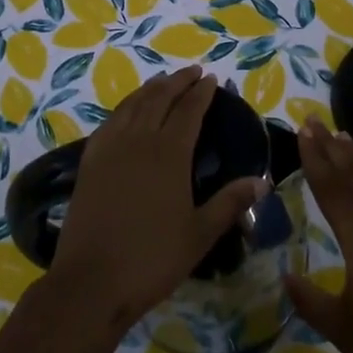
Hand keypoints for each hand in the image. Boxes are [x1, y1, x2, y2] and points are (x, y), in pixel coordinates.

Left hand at [51, 67, 268, 335]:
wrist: (91, 281)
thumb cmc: (152, 259)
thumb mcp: (200, 234)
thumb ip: (230, 203)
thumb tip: (262, 180)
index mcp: (169, 153)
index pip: (189, 110)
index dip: (201, 92)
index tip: (211, 78)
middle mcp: (139, 140)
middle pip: (160, 98)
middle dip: (178, 81)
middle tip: (193, 71)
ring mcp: (110, 148)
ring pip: (132, 105)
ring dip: (151, 88)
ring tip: (163, 81)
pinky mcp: (90, 161)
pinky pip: (110, 120)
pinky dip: (124, 106)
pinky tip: (128, 110)